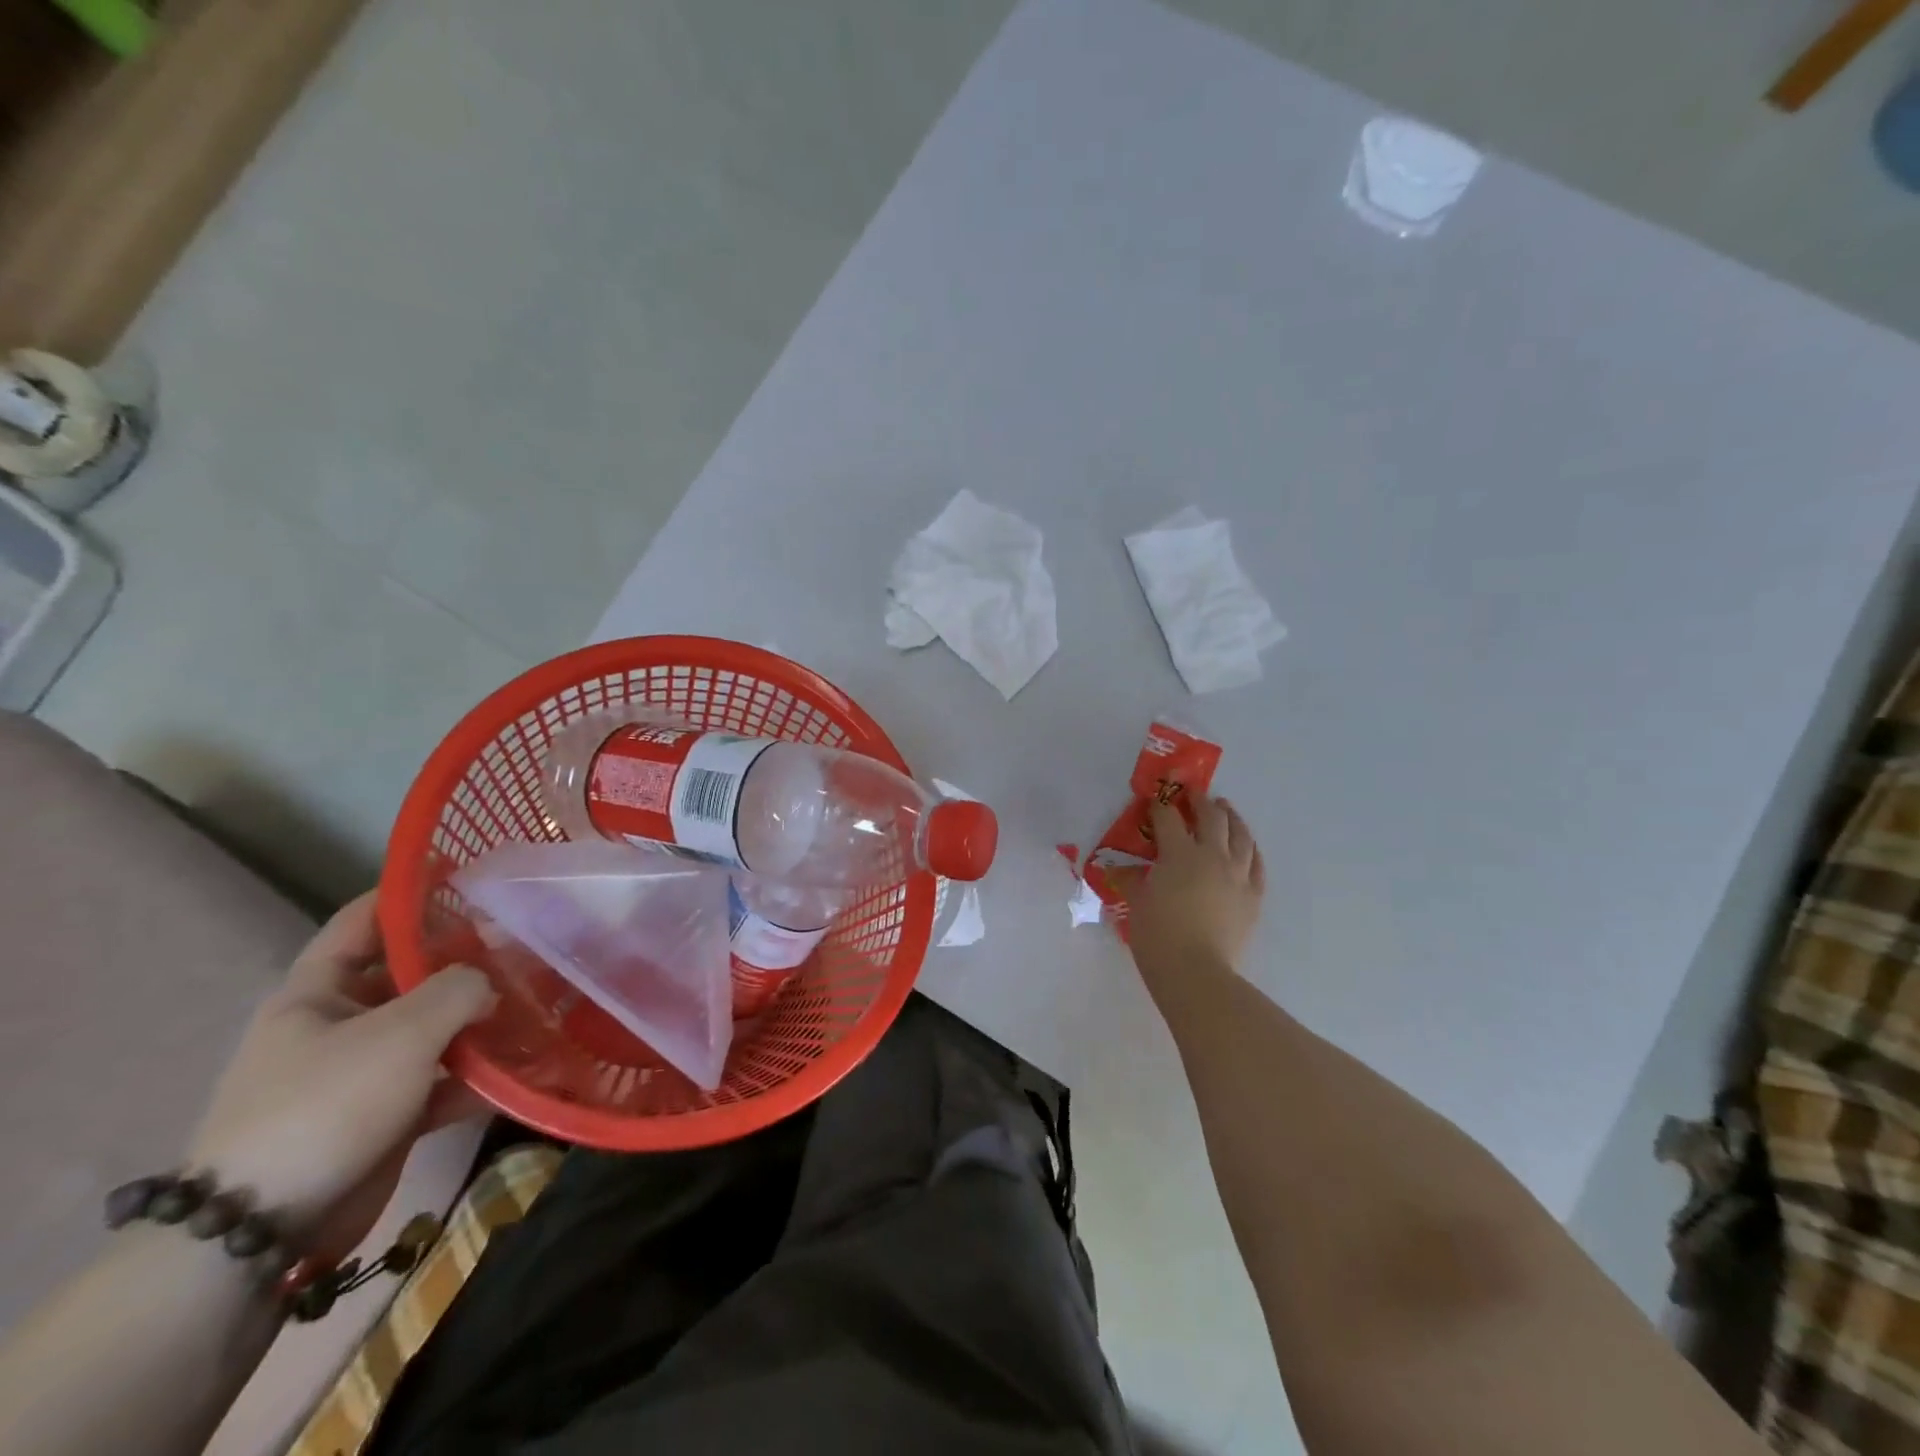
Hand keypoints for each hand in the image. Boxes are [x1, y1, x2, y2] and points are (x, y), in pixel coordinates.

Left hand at [186, 891, 497, 1262]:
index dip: (413, 891)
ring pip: (434, 1028)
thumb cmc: (326, 1105)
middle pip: (411, 974)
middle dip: (468, 960)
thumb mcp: (402, 1032)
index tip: (473, 874)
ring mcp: (363, 1071)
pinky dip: (478, 1075)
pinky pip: (441, 1080)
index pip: (365, 918)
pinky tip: (524, 1070)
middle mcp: (338, 1023)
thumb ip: (460, 989)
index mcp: (317, 991)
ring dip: (482, 1020)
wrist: (262, 1230)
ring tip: (541, 1003)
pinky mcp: (385, 1114)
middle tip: (528, 945)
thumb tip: (493, 983)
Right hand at [1128, 794, 1264, 989]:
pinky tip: (1247, 847)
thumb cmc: (1158, 936)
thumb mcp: (1136, 904)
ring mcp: (1237, 875)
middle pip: (1211, 818)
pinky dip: (1251, 850)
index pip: (1168, 819)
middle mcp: (1212, 856)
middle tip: (1193, 794)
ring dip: (1232, 817)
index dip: (1159, 807)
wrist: (1196, 972)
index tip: (1154, 801)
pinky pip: (1257, 864)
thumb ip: (1130, 881)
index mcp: (1179, 854)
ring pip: (1241, 835)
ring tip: (1226, 809)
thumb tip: (1119, 870)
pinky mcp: (1253, 896)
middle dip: (1200, 801)